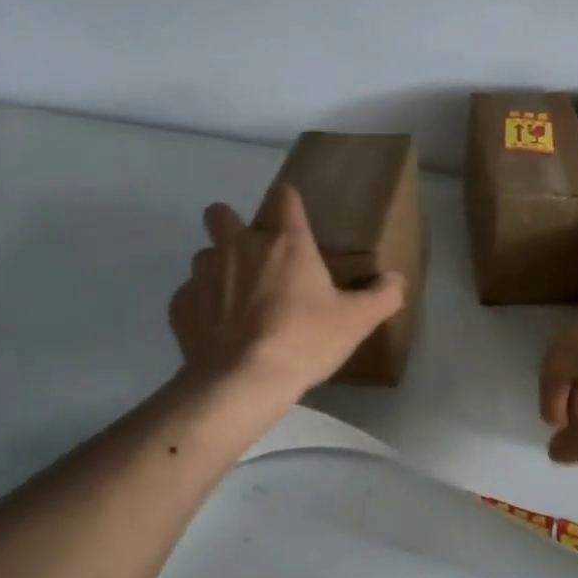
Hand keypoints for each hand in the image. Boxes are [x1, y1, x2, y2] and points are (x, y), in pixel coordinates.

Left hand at [169, 183, 406, 397]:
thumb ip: (382, 296)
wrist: (241, 382)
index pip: (283, 196)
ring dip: (217, 267)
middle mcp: (239, 246)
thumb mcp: (356, 321)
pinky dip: (201, 305)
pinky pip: (189, 294)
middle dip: (231, 223)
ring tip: (234, 298)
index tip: (293, 219)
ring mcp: (204, 274)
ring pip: (204, 254)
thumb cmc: (304, 340)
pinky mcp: (180, 305)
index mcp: (284, 242)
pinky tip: (217, 330)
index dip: (288, 202)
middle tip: (252, 255)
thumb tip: (397, 280)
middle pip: (221, 213)